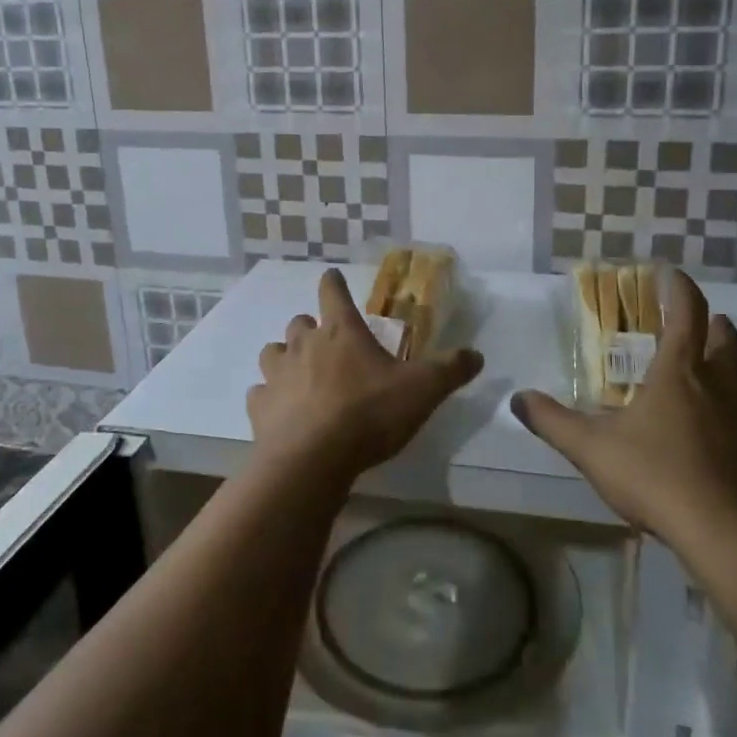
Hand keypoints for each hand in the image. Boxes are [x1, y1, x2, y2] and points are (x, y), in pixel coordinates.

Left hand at [248, 268, 483, 485]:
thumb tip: (477, 355)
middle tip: (326, 343)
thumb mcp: (422, 390)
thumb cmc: (369, 414)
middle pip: (299, 321)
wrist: (313, 459)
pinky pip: (259, 393)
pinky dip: (269, 397)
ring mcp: (277, 374)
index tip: (333, 277)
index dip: (333, 282)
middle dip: (310, 327)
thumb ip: (450, 370)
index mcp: (341, 331)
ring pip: (272, 352)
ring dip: (284, 358)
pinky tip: (281, 411)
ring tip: (299, 374)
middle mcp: (304, 344)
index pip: (332, 291)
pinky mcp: (259, 406)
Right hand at [511, 268, 736, 576]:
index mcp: (679, 373)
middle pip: (730, 344)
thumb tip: (517, 398)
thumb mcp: (590, 448)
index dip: (680, 288)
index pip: (686, 313)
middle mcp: (724, 389)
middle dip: (718, 328)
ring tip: (732, 388)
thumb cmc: (655, 477)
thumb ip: (552, 421)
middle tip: (710, 325)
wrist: (728, 535)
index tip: (672, 274)